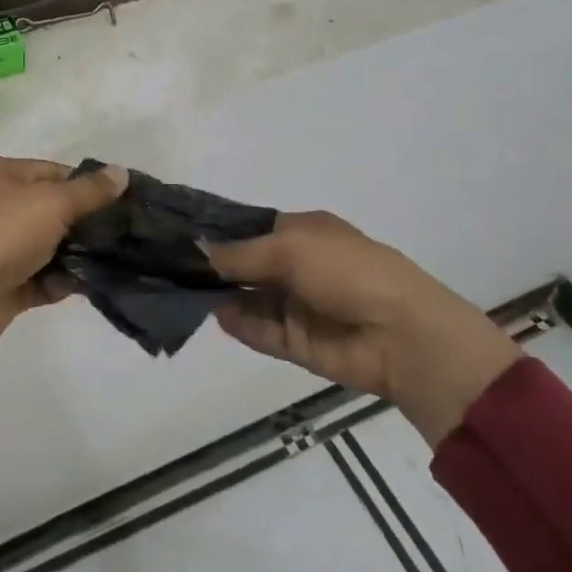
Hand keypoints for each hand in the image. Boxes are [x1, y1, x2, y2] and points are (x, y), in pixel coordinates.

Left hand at [0, 157, 127, 350]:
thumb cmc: (6, 233)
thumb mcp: (54, 202)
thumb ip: (91, 190)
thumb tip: (122, 172)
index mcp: (5, 175)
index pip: (56, 172)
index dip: (88, 185)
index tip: (121, 203)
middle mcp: (1, 205)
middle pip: (55, 210)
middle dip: (87, 223)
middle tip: (123, 233)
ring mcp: (3, 246)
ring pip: (51, 246)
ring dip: (78, 255)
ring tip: (114, 259)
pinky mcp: (7, 282)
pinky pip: (43, 278)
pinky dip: (62, 281)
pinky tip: (88, 284)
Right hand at [205, 212, 521, 445]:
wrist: (401, 335)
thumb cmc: (347, 271)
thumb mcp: (290, 247)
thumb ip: (241, 253)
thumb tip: (199, 250)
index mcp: (305, 233)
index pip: (253, 229)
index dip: (220, 232)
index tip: (182, 235)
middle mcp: (299, 266)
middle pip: (247, 265)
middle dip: (215, 265)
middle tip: (170, 265)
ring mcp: (298, 306)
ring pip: (249, 299)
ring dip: (221, 295)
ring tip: (181, 290)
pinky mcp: (297, 343)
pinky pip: (259, 330)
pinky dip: (238, 324)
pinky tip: (213, 314)